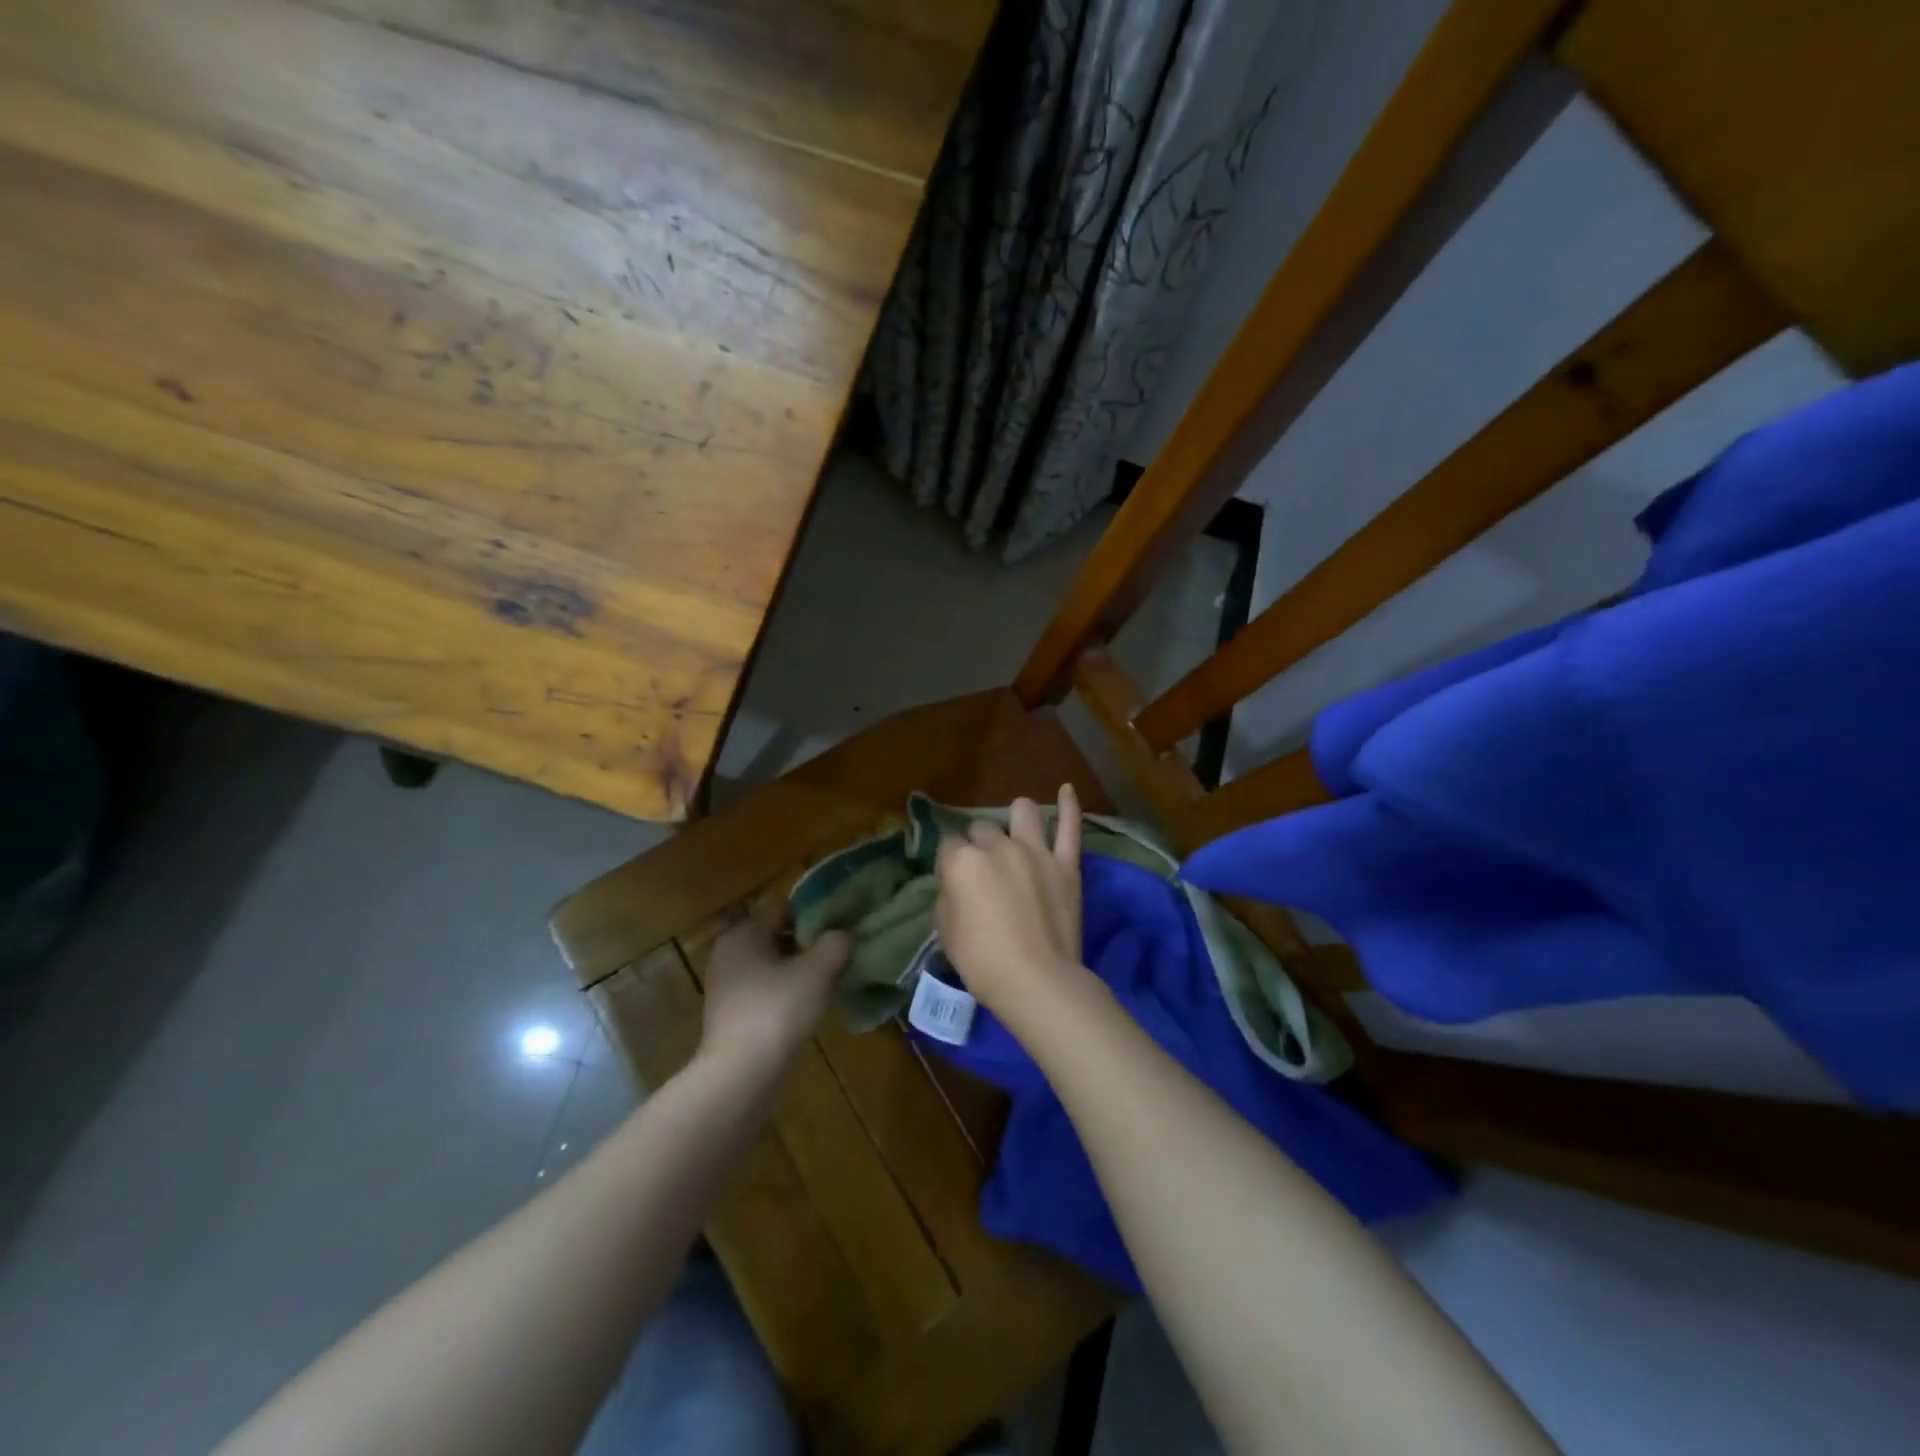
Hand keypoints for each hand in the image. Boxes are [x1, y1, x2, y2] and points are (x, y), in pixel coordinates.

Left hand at [699, 900, 848, 1072]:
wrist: (741, 1076)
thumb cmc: (778, 1010)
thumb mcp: (817, 970)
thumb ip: (835, 944)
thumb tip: (844, 935)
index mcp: (743, 932)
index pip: (781, 905)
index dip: (812, 910)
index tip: (840, 921)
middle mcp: (729, 953)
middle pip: (775, 934)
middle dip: (807, 940)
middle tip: (840, 948)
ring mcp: (727, 986)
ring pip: (772, 963)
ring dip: (799, 967)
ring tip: (832, 976)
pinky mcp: (732, 1014)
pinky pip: (766, 989)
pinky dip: (787, 990)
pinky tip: (811, 1002)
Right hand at [933, 783, 1086, 1026]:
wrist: (1037, 981)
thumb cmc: (982, 962)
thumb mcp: (945, 931)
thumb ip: (948, 896)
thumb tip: (956, 883)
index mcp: (962, 862)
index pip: (948, 846)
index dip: (949, 863)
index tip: (954, 882)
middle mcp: (996, 846)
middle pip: (982, 829)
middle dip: (979, 845)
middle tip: (985, 872)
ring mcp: (1035, 851)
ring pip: (1023, 812)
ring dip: (1016, 819)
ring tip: (1016, 830)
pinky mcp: (1066, 864)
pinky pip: (1070, 827)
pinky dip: (1069, 806)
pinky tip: (1067, 789)